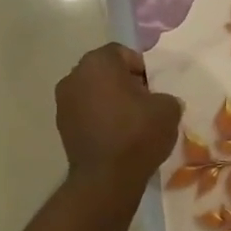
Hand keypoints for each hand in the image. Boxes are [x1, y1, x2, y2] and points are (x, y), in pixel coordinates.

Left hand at [56, 44, 182, 186]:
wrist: (107, 178)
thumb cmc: (138, 132)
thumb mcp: (168, 107)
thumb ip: (164, 95)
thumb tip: (158, 101)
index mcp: (98, 62)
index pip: (123, 53)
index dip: (142, 68)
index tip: (155, 87)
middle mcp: (74, 76)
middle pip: (105, 71)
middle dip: (124, 82)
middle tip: (145, 102)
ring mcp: (63, 103)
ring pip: (94, 92)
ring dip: (111, 101)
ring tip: (132, 121)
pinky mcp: (62, 127)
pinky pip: (87, 113)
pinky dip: (100, 118)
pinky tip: (117, 135)